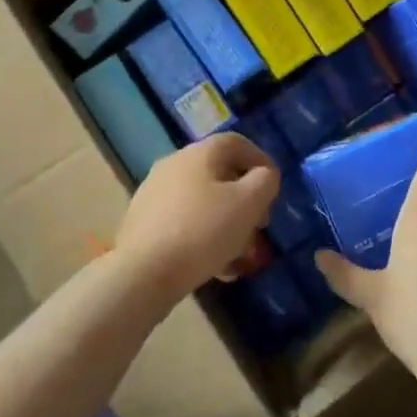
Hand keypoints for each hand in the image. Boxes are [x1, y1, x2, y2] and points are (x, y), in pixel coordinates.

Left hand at [115, 133, 279, 303]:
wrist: (142, 273)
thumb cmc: (203, 231)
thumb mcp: (248, 204)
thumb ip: (264, 182)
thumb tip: (263, 175)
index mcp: (199, 153)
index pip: (236, 143)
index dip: (260, 160)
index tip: (274, 187)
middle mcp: (173, 165)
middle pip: (219, 174)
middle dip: (245, 199)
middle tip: (260, 225)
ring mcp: (154, 194)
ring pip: (202, 202)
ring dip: (226, 222)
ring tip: (240, 255)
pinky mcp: (143, 222)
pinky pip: (184, 222)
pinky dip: (204, 237)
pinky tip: (215, 267)